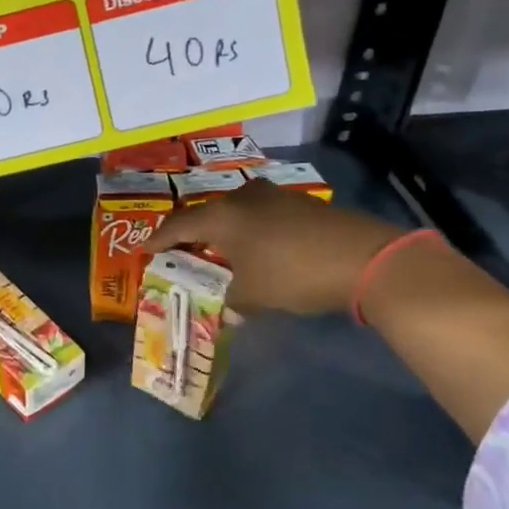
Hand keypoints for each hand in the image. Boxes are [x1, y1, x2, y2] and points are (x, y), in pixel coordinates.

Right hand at [149, 180, 404, 315]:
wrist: (364, 257)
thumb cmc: (293, 274)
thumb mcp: (254, 295)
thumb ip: (232, 301)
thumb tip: (228, 311)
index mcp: (221, 216)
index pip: (178, 225)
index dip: (159, 238)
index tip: (145, 248)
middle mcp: (242, 198)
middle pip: (207, 213)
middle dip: (192, 232)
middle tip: (181, 249)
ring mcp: (273, 196)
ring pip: (236, 211)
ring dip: (225, 230)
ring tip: (220, 249)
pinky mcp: (300, 203)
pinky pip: (260, 214)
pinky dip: (251, 230)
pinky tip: (258, 248)